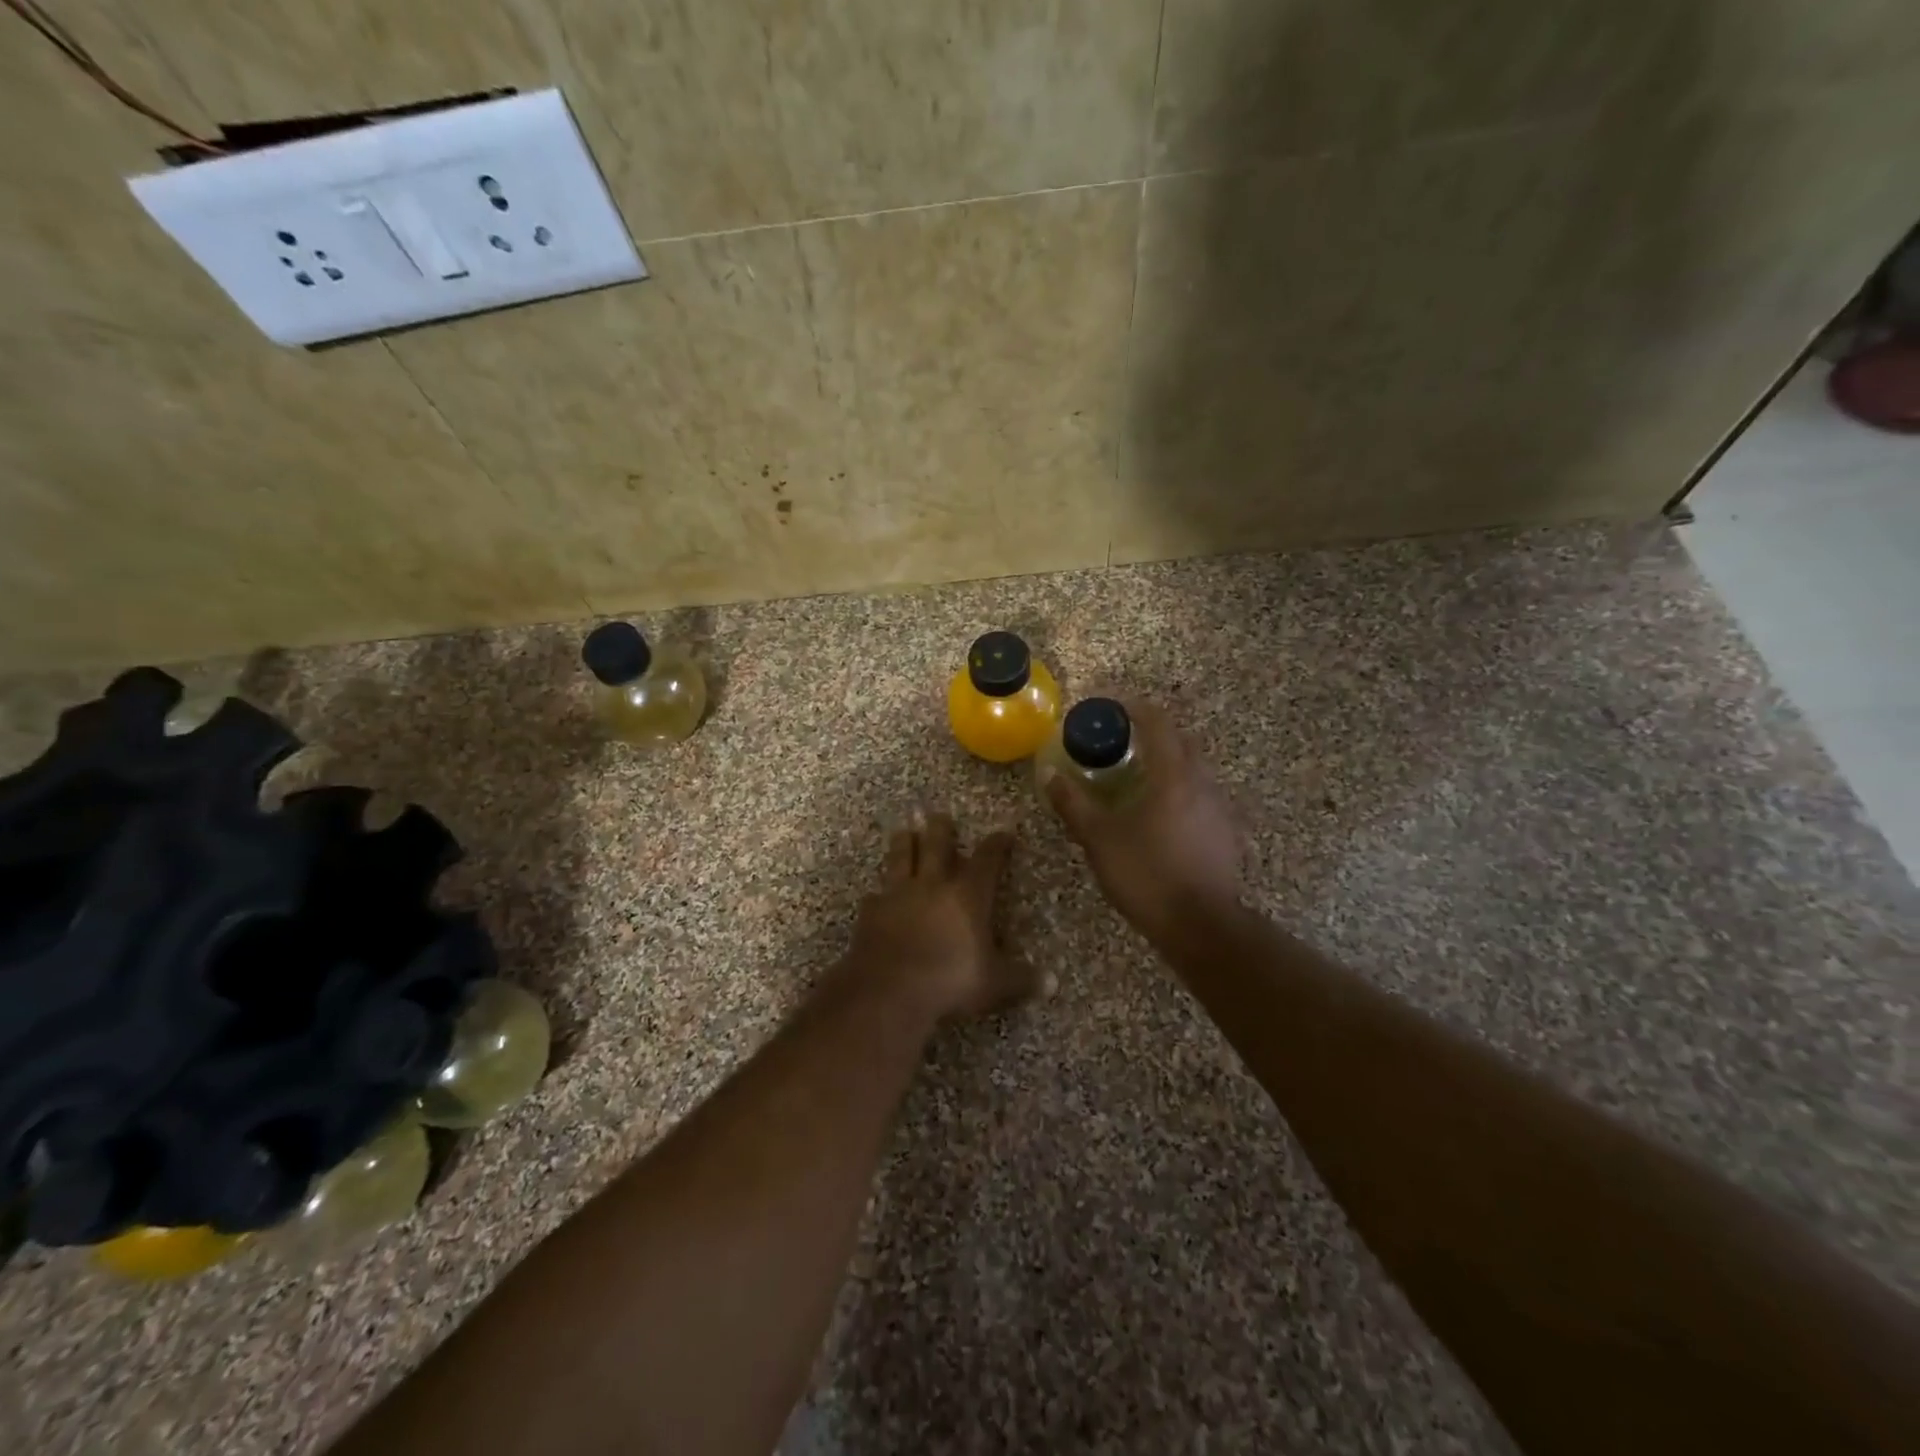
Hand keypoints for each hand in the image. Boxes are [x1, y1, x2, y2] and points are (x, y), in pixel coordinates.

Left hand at [842, 811, 1039, 1019]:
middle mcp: (932, 885)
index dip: (997, 845)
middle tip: (940, 816)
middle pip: (937, 845)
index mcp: (967, 895)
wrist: (888, 989)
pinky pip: (876, 896)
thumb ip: (1021, 979)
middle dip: (941, 829)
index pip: (987, 860)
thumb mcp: (994, 984)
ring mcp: (897, 895)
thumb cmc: (949, 980)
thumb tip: (1052, 982)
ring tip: (905, 831)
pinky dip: (879, 894)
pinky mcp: (871, 912)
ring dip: (905, 843)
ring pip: (901, 858)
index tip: (1004, 833)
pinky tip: (878, 896)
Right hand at [1041, 700, 1243, 943]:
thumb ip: (1073, 803)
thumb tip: (1049, 774)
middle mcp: (1202, 782)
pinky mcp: (1226, 832)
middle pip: (1180, 740)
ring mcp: (1219, 807)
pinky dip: (1178, 788)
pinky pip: (1200, 794)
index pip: (1157, 722)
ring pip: (1193, 768)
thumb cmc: (1147, 874)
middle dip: (1151, 731)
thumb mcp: (1099, 838)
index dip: (1133, 706)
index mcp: (1173, 775)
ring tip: (1136, 775)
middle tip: (1120, 739)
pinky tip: (1160, 813)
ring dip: (1166, 761)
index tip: (1108, 704)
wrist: (1201, 926)